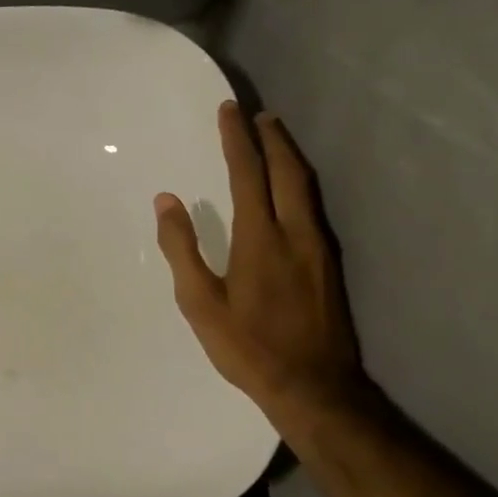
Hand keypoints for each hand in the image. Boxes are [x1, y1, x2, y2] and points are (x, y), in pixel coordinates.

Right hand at [155, 102, 366, 426]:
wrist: (314, 385)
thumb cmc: (247, 346)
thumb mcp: (200, 303)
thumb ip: (182, 248)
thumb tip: (167, 201)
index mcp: (260, 239)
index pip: (248, 175)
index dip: (237, 140)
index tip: (229, 111)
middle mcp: (296, 233)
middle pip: (288, 171)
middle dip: (271, 139)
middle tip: (257, 115)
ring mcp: (319, 248)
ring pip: (307, 187)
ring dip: (289, 157)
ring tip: (274, 139)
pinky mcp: (329, 263)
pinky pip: (313, 206)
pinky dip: (299, 183)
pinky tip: (291, 188)